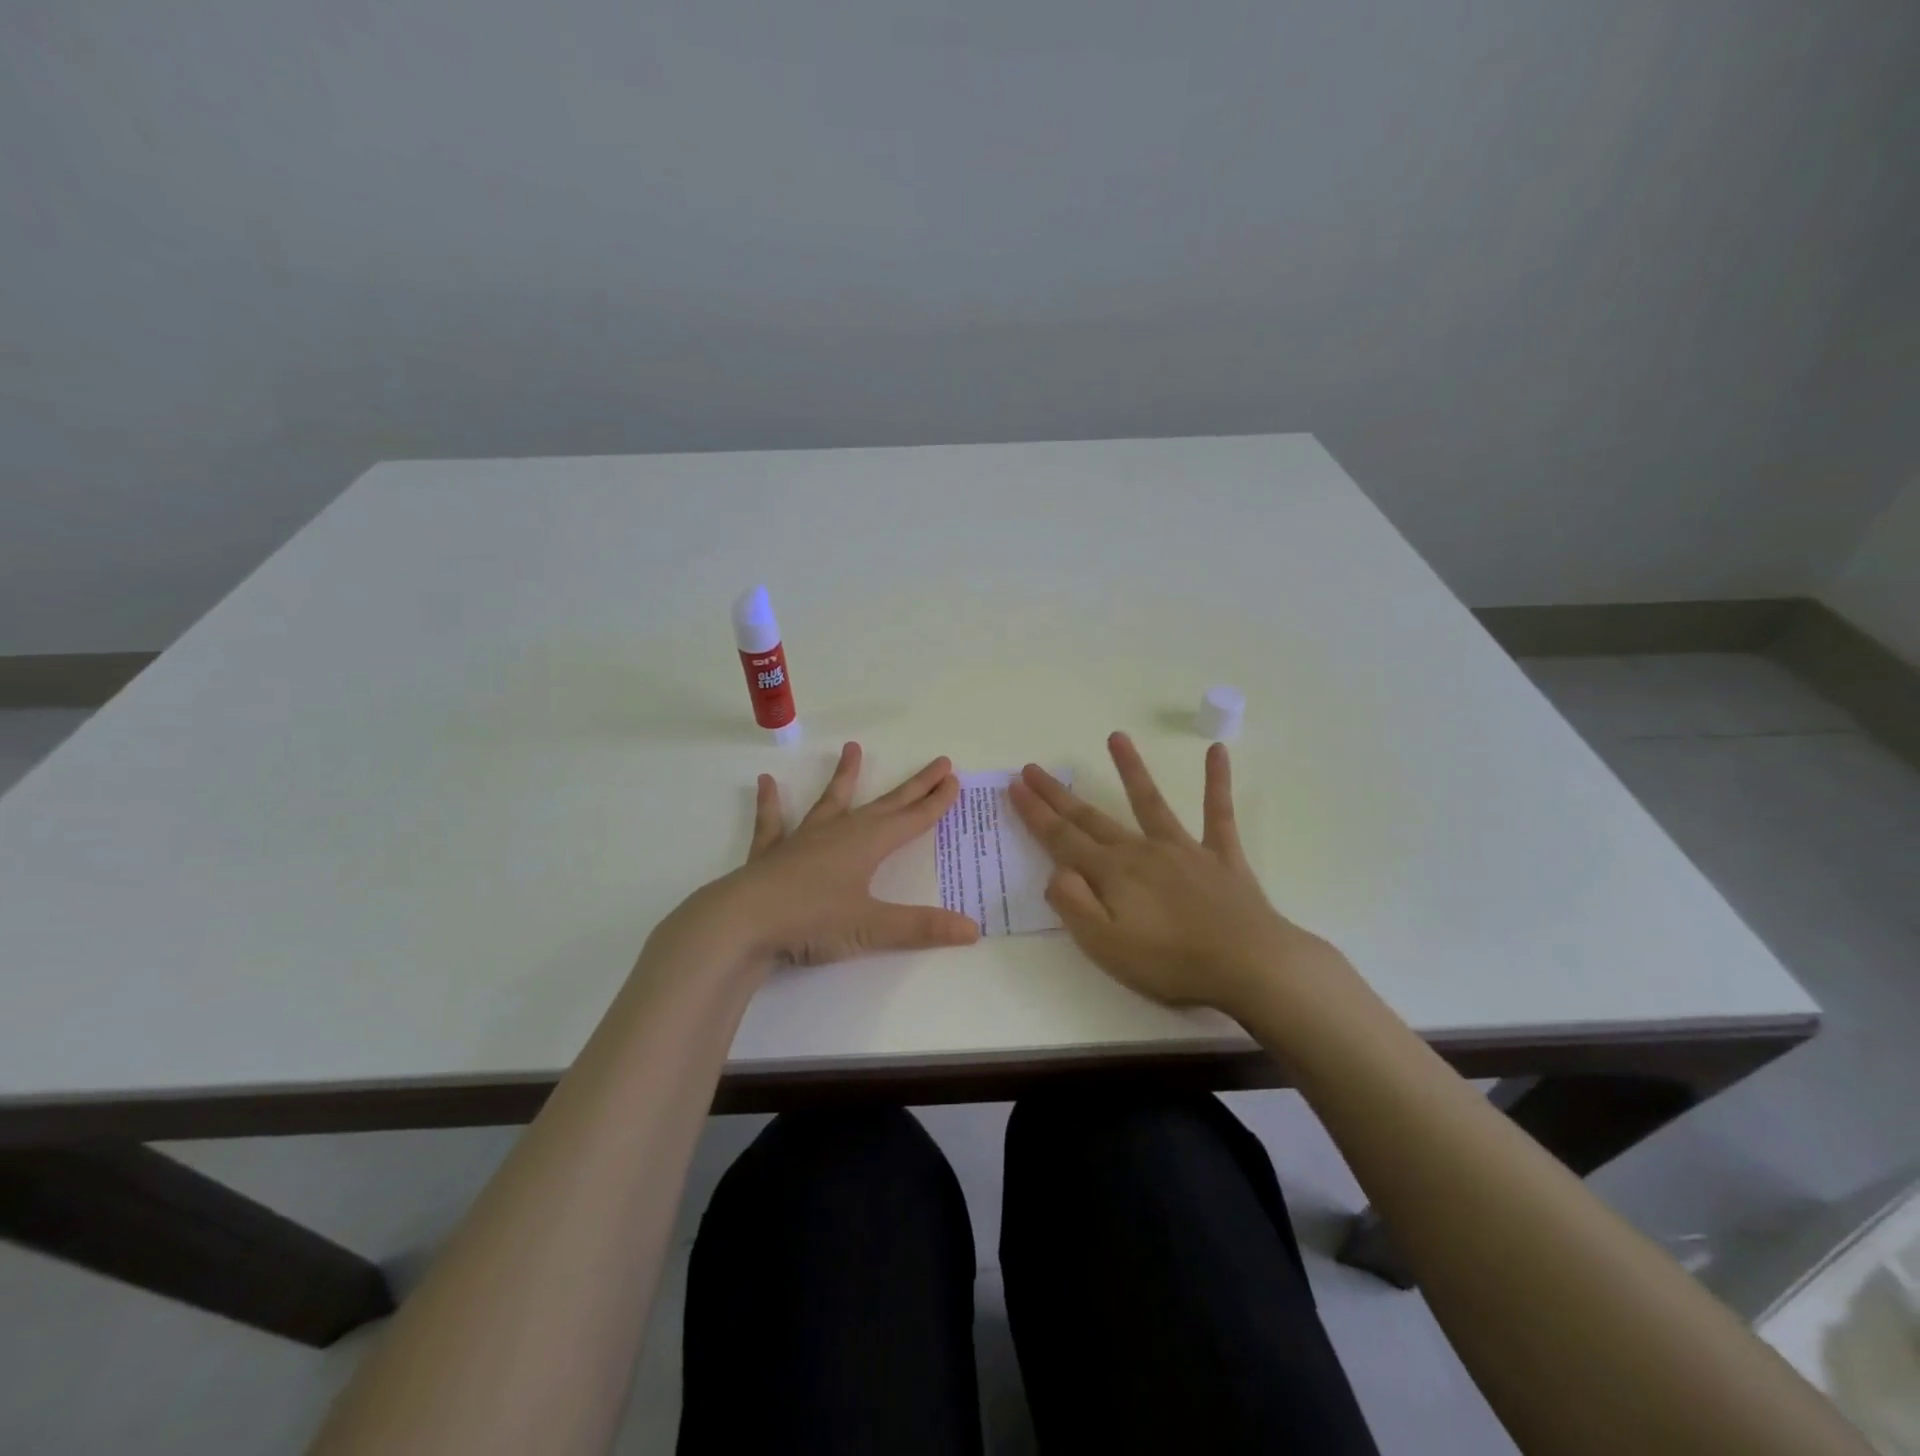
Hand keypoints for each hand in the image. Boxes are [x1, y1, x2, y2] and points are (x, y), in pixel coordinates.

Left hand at [676, 742, 980, 968]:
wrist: (742, 923)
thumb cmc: (811, 920)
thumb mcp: (871, 928)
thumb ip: (921, 928)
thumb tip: (974, 931)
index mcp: (867, 844)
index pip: (912, 818)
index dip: (936, 801)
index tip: (954, 779)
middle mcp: (840, 832)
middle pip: (885, 804)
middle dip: (914, 786)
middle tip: (938, 762)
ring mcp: (803, 839)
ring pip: (831, 801)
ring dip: (845, 777)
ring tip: (852, 748)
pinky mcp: (772, 854)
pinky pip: (773, 823)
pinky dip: (770, 804)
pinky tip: (766, 782)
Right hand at [1008, 732, 1335, 1016]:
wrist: (1249, 965)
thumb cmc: (1171, 963)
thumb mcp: (1106, 947)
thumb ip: (1074, 906)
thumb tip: (1056, 872)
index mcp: (1111, 874)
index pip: (1061, 838)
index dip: (1035, 812)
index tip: (1015, 785)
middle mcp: (1141, 851)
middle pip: (1091, 817)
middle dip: (1058, 794)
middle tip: (1034, 768)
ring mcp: (1183, 849)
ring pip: (1150, 801)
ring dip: (1130, 769)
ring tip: (1116, 737)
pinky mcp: (1221, 856)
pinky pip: (1218, 812)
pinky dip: (1217, 781)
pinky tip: (1217, 751)